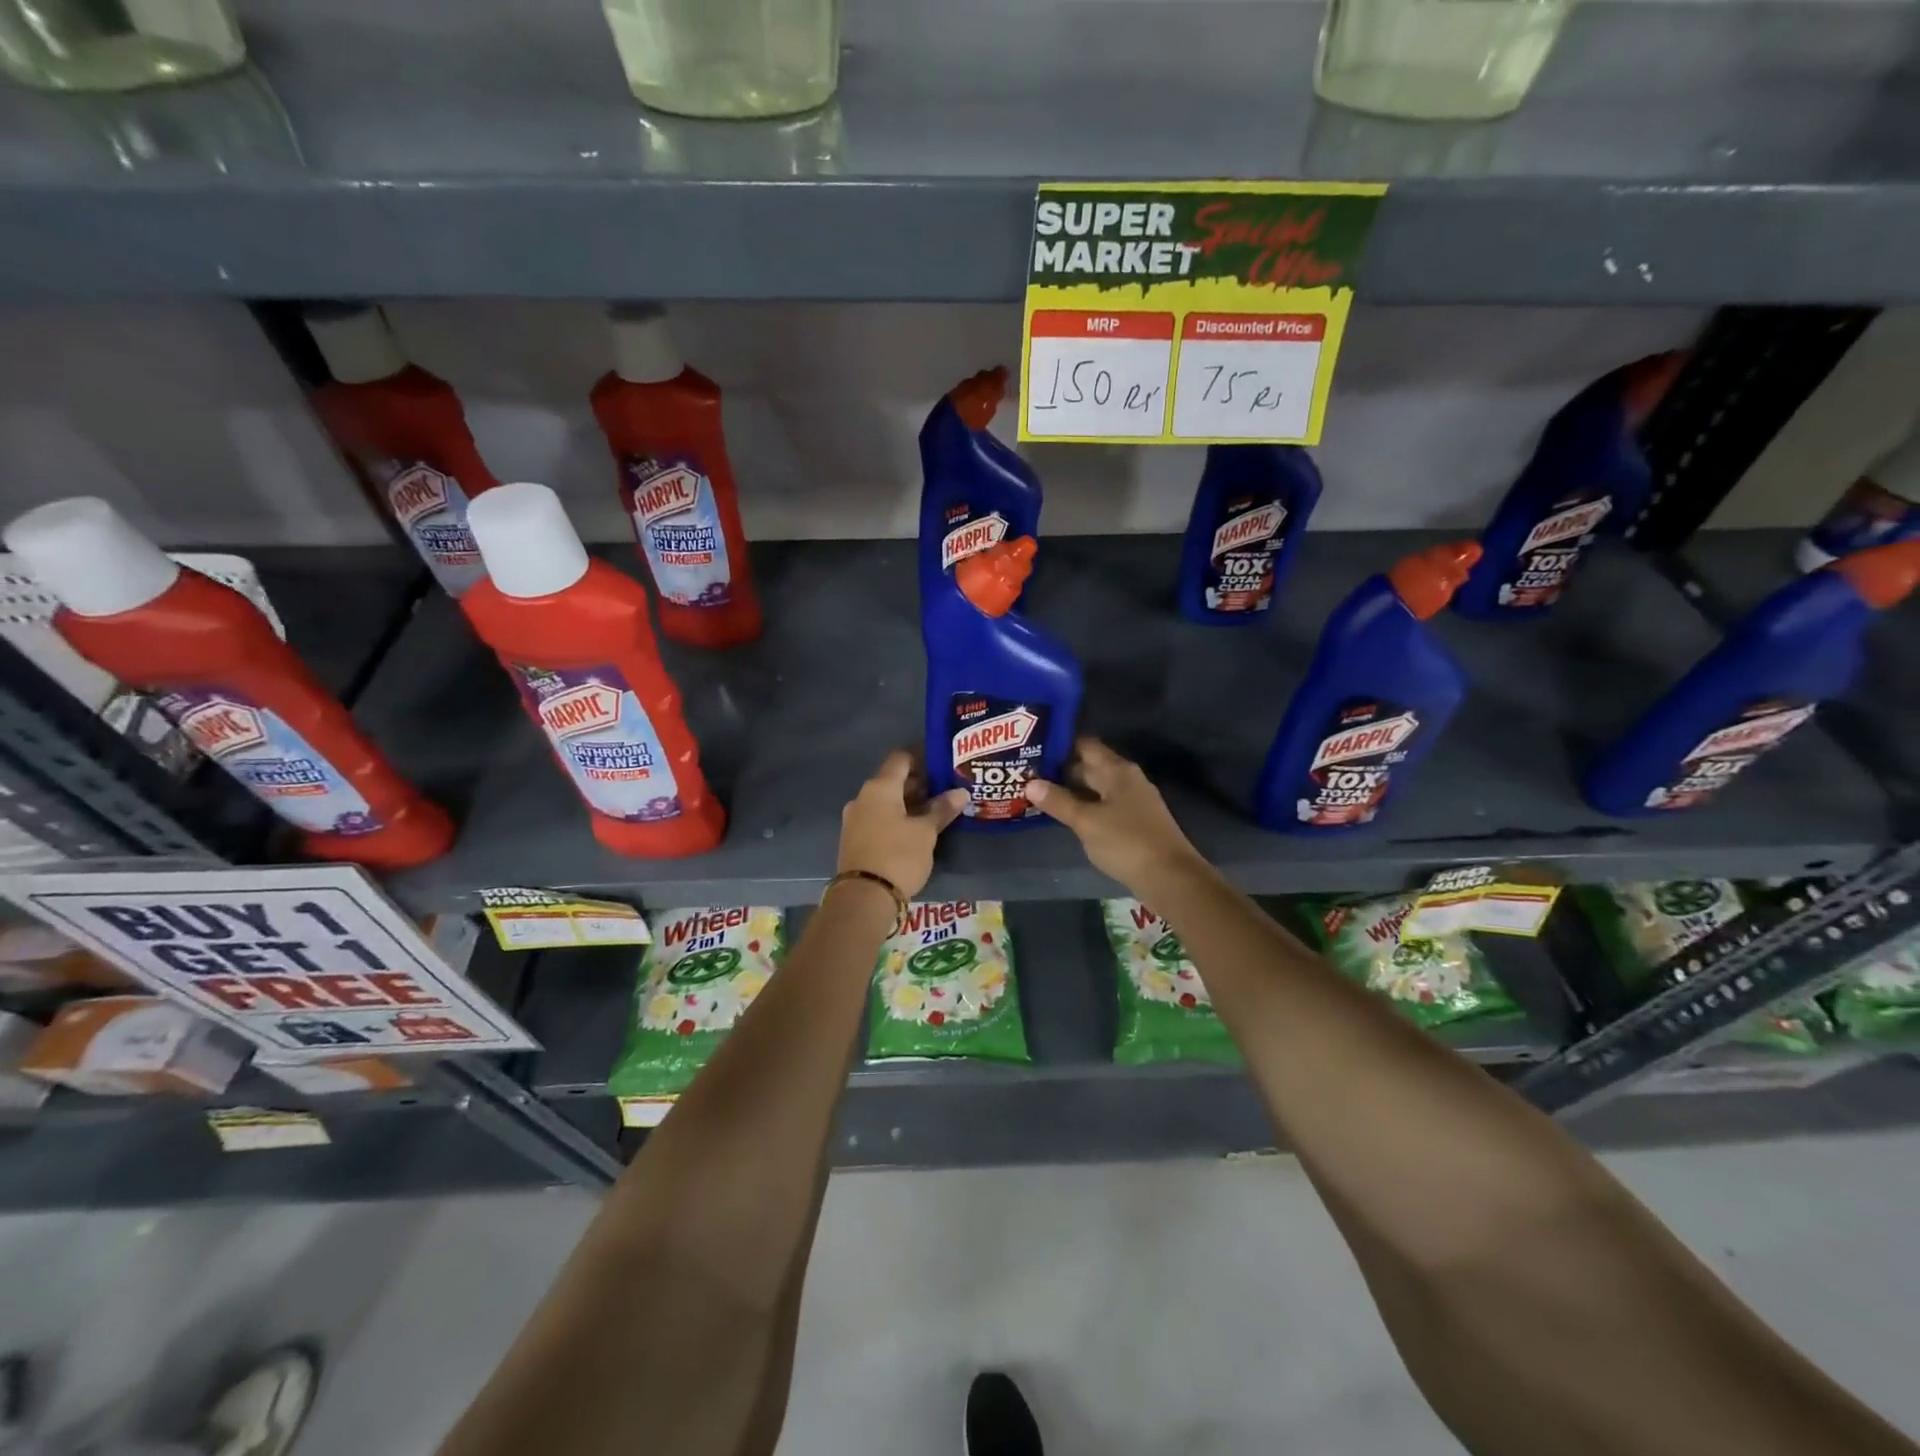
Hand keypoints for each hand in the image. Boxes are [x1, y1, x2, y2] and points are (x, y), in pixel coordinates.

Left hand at [838, 750, 967, 898]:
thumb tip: (960, 793)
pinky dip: (897, 818)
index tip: (944, 765)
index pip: (901, 758)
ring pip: (886, 801)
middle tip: (946, 791)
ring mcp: (855, 819)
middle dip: (920, 784)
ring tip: (936, 812)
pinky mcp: (855, 839)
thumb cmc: (898, 856)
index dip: (923, 757)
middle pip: (893, 780)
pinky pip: (879, 818)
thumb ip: (942, 809)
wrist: (863, 898)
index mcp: (879, 787)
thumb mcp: (926, 832)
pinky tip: (916, 830)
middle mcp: (863, 797)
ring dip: (909, 803)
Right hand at [1023, 737, 1203, 892]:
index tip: (1032, 749)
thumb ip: (1058, 801)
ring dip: (1071, 791)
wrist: (1171, 878)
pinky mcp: (1134, 822)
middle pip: (1090, 766)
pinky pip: (1103, 806)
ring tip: (1038, 794)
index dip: (1059, 745)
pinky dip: (1084, 807)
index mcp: (1117, 770)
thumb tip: (1030, 783)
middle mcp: (1127, 779)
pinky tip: (1065, 816)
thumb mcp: (1086, 822)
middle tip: (1027, 774)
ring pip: (1096, 788)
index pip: (1085, 745)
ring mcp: (1133, 801)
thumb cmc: (1126, 842)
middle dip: (1060, 770)